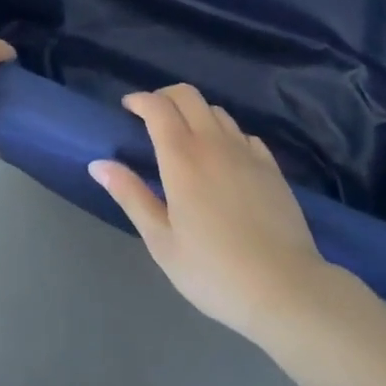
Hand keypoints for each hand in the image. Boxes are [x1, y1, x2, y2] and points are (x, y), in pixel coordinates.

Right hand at [91, 85, 330, 342]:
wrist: (286, 289)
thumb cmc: (214, 271)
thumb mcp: (162, 242)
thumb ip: (131, 196)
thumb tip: (99, 163)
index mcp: (182, 157)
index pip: (157, 106)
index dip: (139, 100)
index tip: (127, 108)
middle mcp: (214, 142)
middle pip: (188, 95)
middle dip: (165, 97)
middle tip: (152, 117)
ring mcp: (246, 151)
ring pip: (216, 111)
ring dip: (195, 114)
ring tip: (186, 138)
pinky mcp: (271, 166)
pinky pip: (242, 134)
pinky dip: (225, 134)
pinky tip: (223, 159)